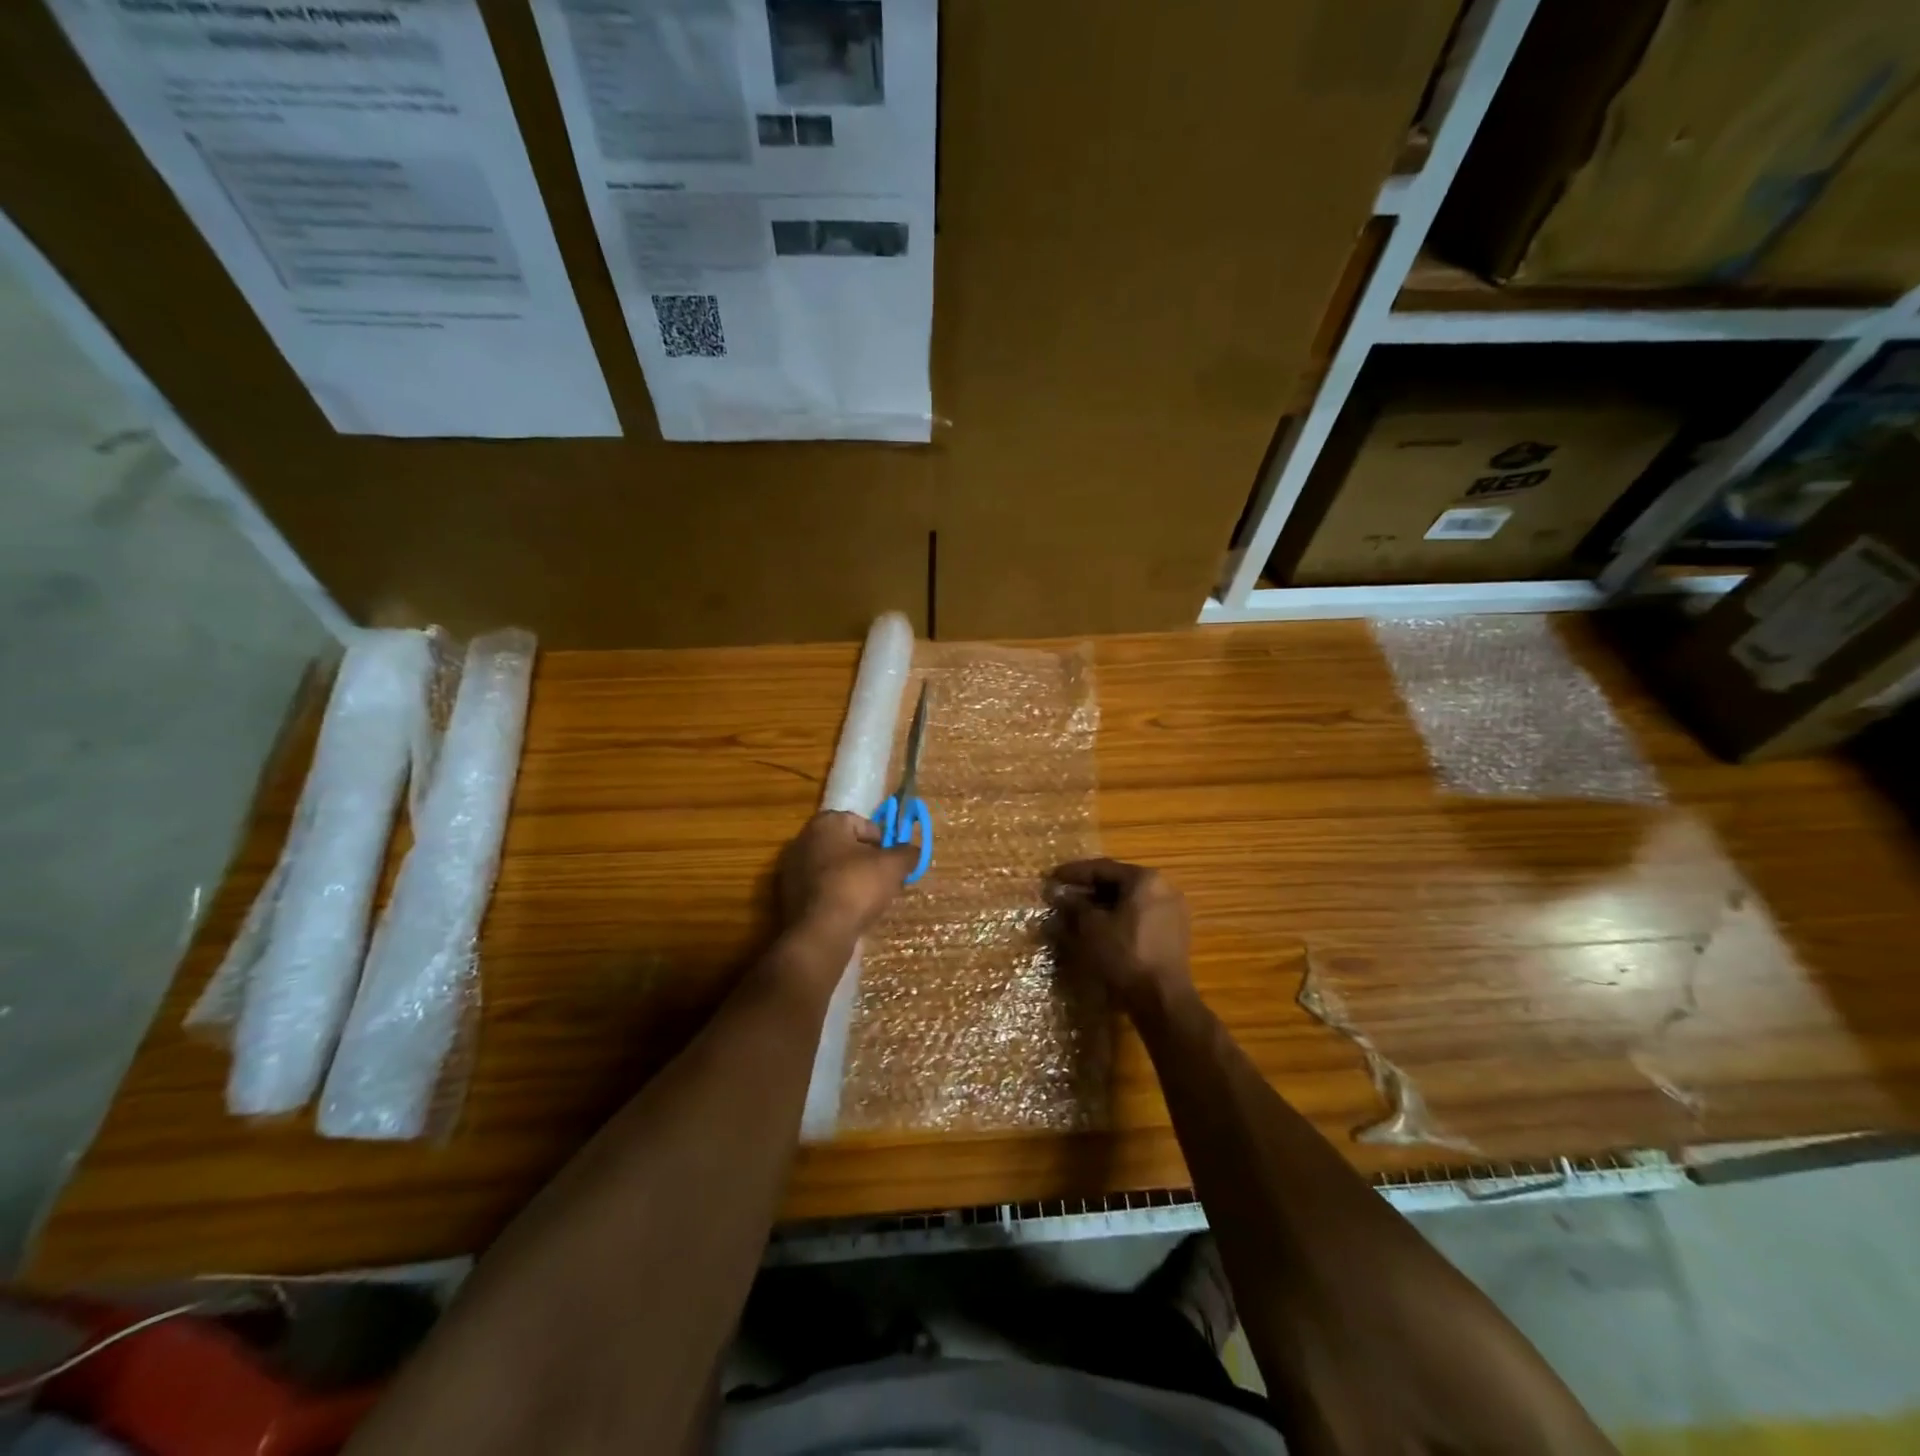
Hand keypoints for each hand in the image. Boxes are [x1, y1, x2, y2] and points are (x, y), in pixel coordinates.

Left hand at [777, 810, 918, 941]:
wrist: (820, 933)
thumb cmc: (857, 887)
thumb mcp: (893, 866)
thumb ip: (907, 853)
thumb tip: (913, 851)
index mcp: (826, 823)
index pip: (861, 823)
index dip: (882, 841)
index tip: (892, 861)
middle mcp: (803, 840)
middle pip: (845, 845)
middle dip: (866, 860)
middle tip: (884, 879)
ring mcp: (792, 869)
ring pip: (832, 868)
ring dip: (851, 879)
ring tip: (869, 899)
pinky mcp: (788, 896)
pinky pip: (820, 889)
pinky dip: (835, 895)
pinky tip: (849, 911)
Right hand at [1045, 859, 1191, 1015]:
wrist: (1162, 998)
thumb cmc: (1125, 954)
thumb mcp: (1092, 928)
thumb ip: (1075, 906)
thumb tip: (1060, 895)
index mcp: (1145, 879)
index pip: (1103, 868)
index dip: (1074, 873)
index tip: (1053, 877)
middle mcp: (1163, 888)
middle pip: (1118, 882)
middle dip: (1089, 889)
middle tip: (1064, 895)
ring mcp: (1172, 910)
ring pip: (1129, 900)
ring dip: (1103, 905)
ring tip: (1078, 913)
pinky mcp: (1174, 932)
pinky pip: (1140, 915)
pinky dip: (1119, 918)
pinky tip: (1101, 929)